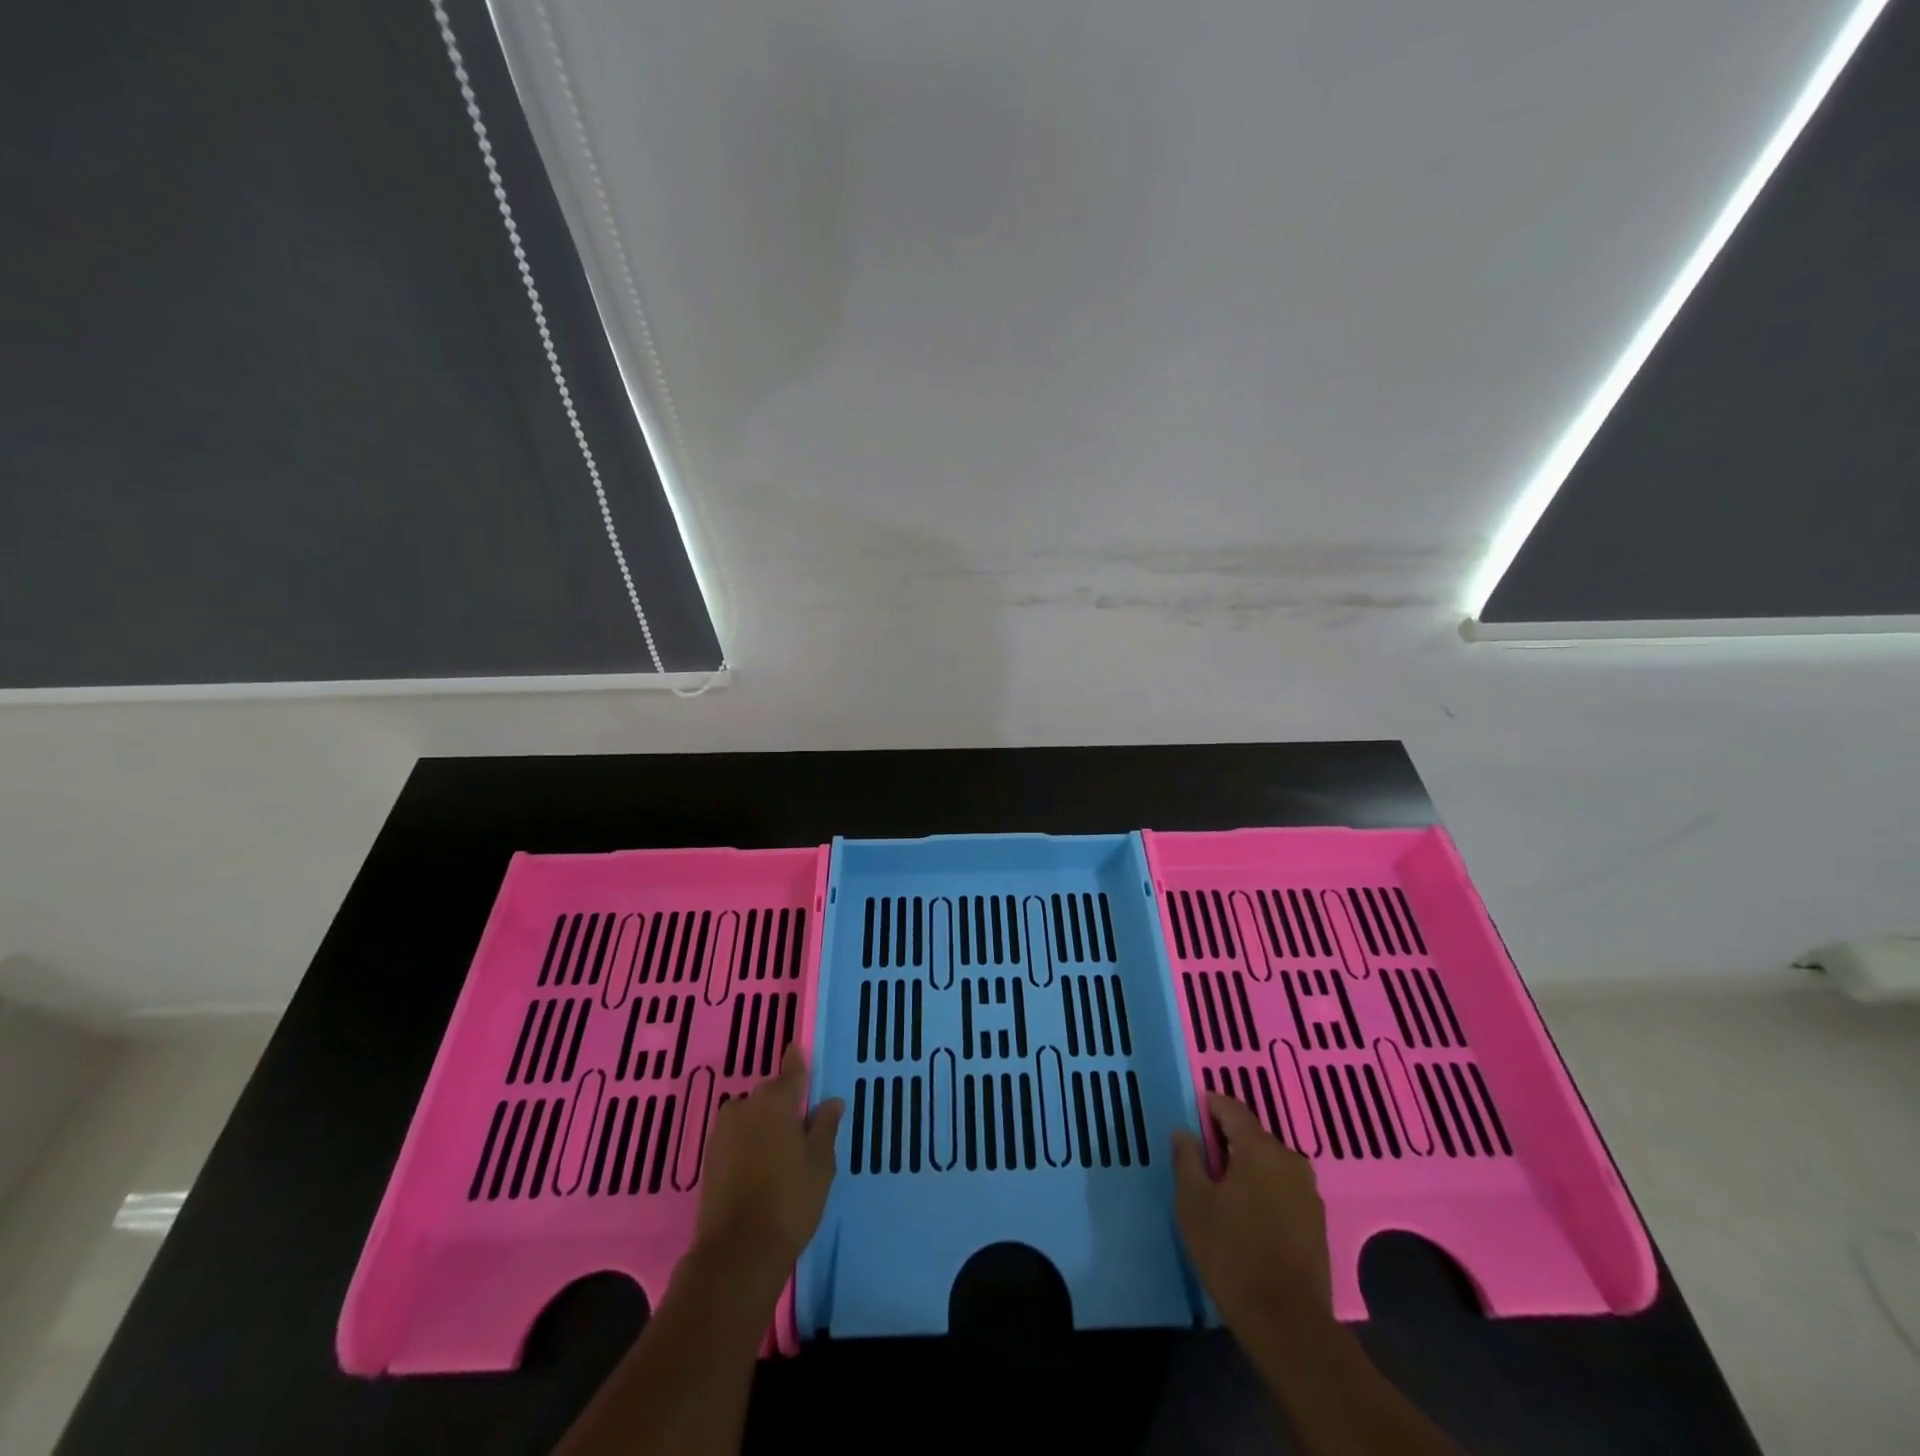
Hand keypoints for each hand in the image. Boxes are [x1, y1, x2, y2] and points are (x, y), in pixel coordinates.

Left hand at [691, 1051, 843, 1284]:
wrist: (737, 1253)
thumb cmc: (790, 1200)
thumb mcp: (820, 1163)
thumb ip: (825, 1127)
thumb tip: (831, 1101)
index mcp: (776, 1100)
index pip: (792, 1069)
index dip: (798, 1061)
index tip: (800, 1051)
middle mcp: (746, 1106)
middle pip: (770, 1094)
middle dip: (784, 1104)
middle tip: (802, 1127)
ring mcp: (723, 1132)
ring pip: (751, 1117)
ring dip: (764, 1125)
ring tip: (781, 1152)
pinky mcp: (709, 1159)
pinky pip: (737, 1138)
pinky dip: (749, 1144)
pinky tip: (761, 1167)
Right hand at [1172, 1092, 1331, 1333]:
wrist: (1288, 1324)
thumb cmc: (1232, 1253)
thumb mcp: (1193, 1202)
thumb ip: (1186, 1159)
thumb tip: (1184, 1132)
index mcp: (1259, 1149)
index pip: (1232, 1109)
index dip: (1210, 1106)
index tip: (1192, 1113)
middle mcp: (1290, 1160)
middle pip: (1253, 1135)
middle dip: (1227, 1140)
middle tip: (1201, 1158)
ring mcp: (1308, 1192)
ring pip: (1269, 1163)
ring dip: (1246, 1167)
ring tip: (1221, 1189)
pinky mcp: (1316, 1221)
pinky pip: (1282, 1188)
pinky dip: (1263, 1189)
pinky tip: (1247, 1214)